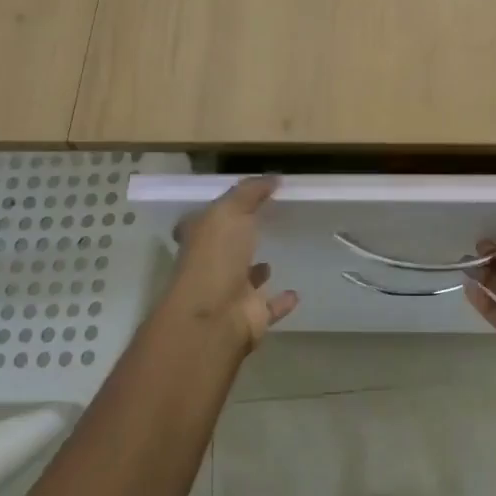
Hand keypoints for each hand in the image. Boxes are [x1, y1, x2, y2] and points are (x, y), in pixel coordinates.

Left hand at [167, 176, 297, 350]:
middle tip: (263, 225)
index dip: (214, 212)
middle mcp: (210, 266)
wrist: (215, 317)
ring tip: (276, 258)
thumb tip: (273, 178)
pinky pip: (270, 306)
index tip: (237, 201)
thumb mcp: (230, 211)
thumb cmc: (215, 257)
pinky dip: (281, 301)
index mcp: (199, 239)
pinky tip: (297, 292)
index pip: (202, 222)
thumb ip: (250, 192)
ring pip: (245, 279)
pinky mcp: (251, 316)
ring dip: (257, 271)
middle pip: (224, 250)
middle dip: (239, 240)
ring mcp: (229, 293)